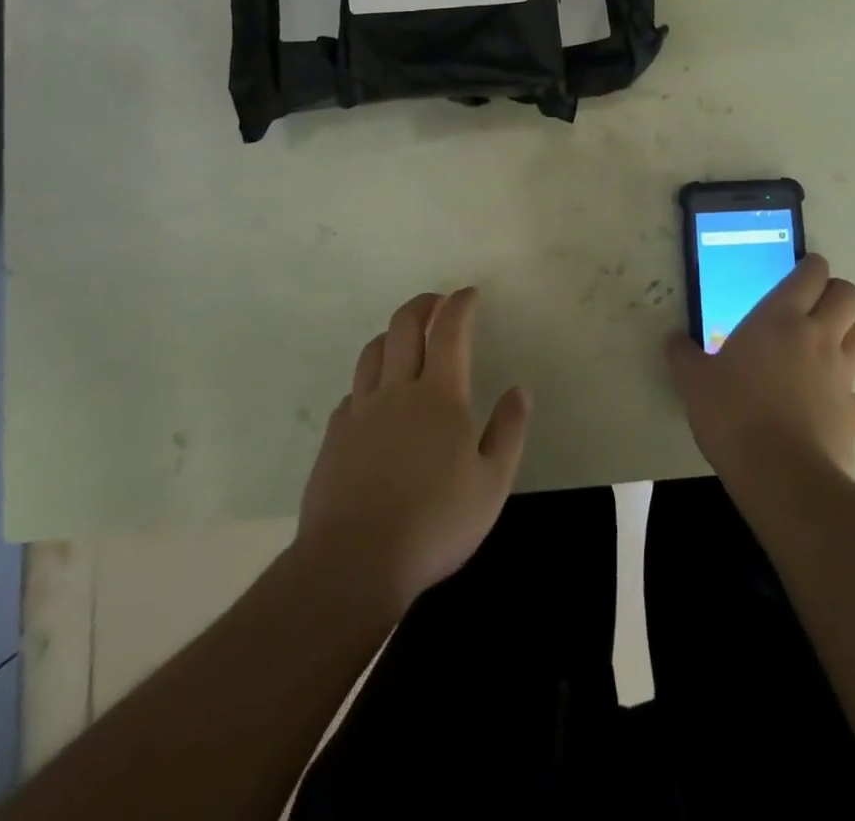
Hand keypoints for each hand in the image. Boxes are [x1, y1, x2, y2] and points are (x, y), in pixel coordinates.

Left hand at [297, 288, 531, 613]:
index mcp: (439, 395)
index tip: (469, 293)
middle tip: (437, 303)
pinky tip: (375, 398)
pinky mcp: (334, 436)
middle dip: (423, 305)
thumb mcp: (491, 484)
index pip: (449, 330)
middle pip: (403, 326)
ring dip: (392, 334)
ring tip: (405, 339)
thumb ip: (508, 431)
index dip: (459, 305)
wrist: (353, 562)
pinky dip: (369, 380)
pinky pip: (352, 391)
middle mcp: (397, 390)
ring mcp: (360, 411)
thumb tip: (520, 389)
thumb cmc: (435, 523)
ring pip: (373, 352)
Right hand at [669, 254, 854, 481]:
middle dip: (837, 295)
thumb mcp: (693, 381)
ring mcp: (843, 375)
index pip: (811, 273)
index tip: (802, 272)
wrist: (779, 473)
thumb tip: (672, 339)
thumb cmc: (731, 412)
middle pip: (850, 296)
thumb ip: (683, 355)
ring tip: (827, 350)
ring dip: (851, 336)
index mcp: (780, 318)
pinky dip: (848, 396)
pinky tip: (827, 408)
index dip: (811, 267)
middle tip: (815, 308)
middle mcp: (818, 337)